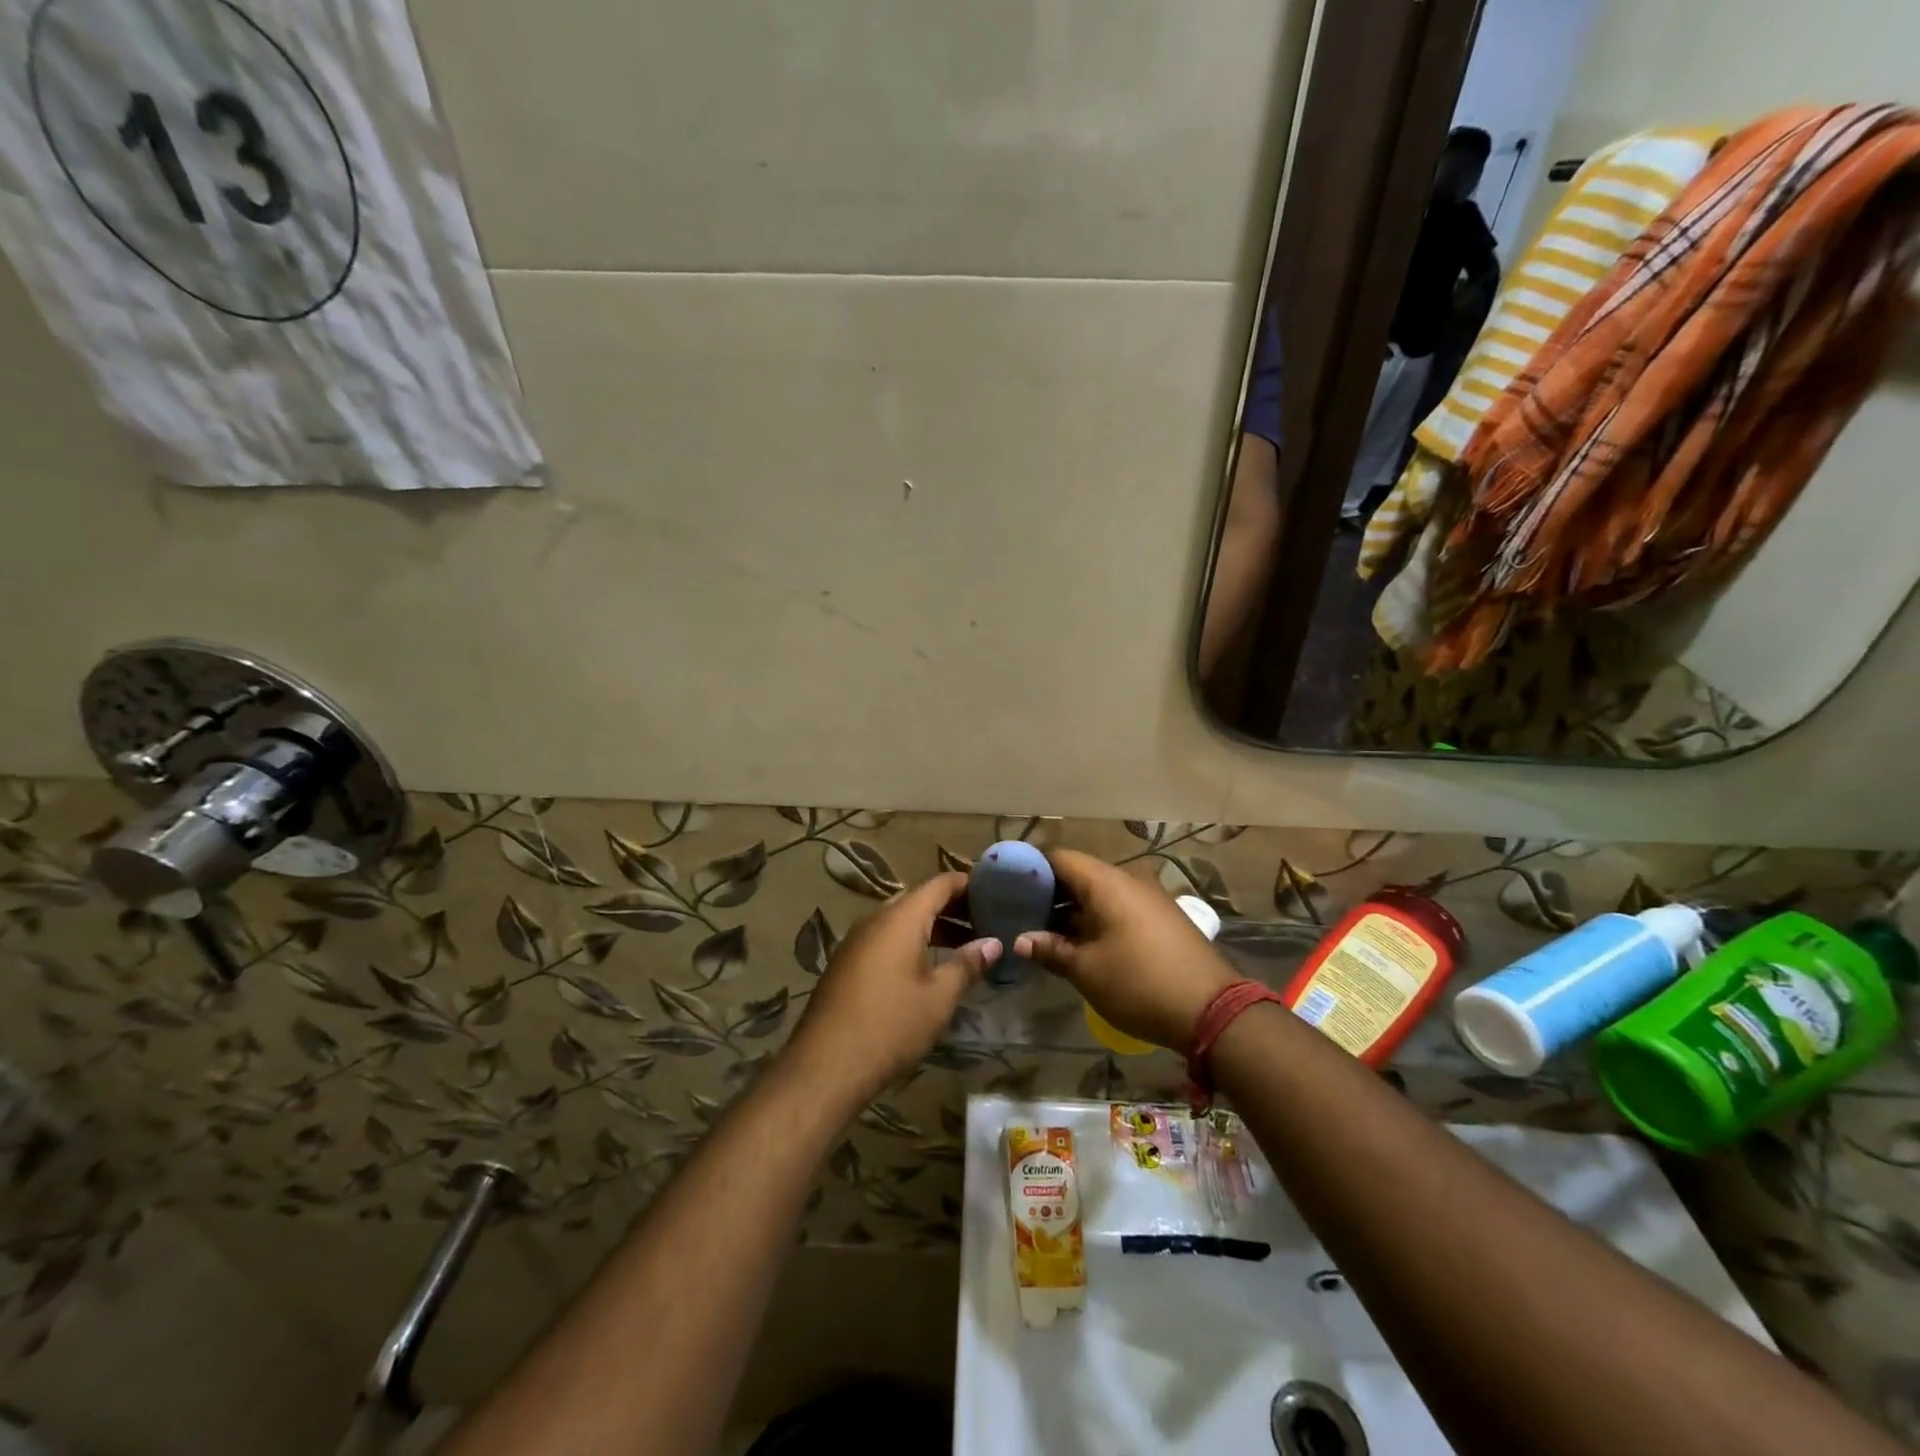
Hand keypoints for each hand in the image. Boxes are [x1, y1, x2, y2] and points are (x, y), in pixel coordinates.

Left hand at [784, 871, 999, 1105]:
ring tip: (965, 948)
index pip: (940, 884)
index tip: (995, 893)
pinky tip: (928, 969)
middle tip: (986, 923)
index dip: (969, 884)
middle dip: (954, 909)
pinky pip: (885, 939)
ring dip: (933, 928)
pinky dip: (911, 943)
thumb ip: (967, 964)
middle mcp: (876, 919)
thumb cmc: (891, 1025)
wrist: (826, 1065)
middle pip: (920, 900)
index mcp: (900, 918)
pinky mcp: (847, 963)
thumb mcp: (939, 997)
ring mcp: (856, 941)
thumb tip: (993, 943)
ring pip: (901, 921)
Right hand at [1016, 850, 1237, 1051]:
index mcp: (1107, 882)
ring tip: (1040, 931)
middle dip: (1047, 892)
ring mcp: (1147, 899)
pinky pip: (1117, 907)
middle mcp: (1128, 880)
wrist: (1212, 1010)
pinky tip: (1076, 942)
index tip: (1006, 886)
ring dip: (1070, 909)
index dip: (1030, 868)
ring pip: (1098, 893)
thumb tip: (1020, 940)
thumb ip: (1051, 949)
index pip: (1059, 857)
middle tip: (1018, 913)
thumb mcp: (1087, 970)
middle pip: (1078, 874)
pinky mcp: (1159, 919)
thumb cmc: (1140, 983)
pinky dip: (1093, 918)